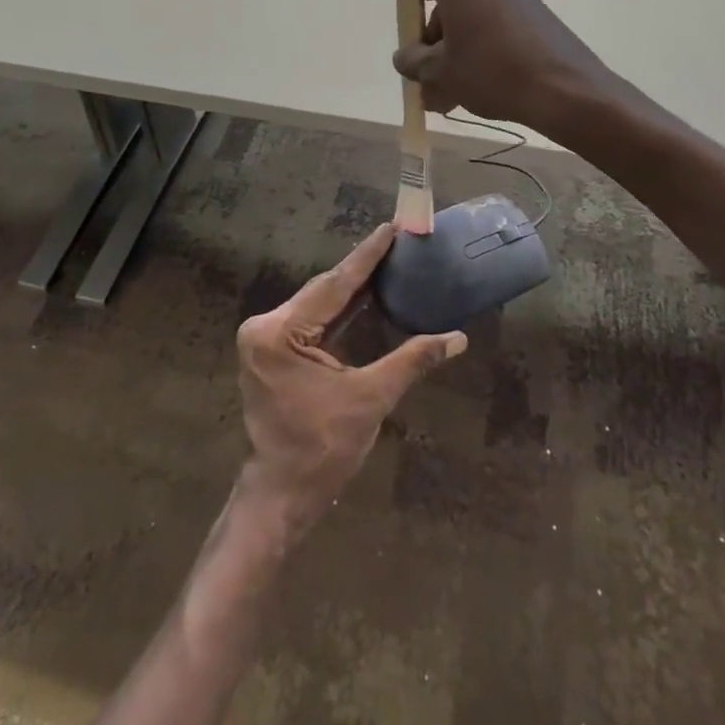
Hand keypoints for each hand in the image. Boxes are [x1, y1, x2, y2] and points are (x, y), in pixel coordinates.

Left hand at [236, 224, 465, 529]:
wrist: (282, 495)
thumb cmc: (322, 450)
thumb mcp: (370, 400)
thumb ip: (411, 360)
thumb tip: (458, 338)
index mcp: (279, 333)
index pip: (333, 285)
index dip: (367, 257)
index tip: (390, 228)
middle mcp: (265, 327)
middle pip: (324, 290)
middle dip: (362, 269)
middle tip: (396, 240)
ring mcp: (266, 338)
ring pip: (319, 303)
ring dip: (352, 288)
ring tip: (387, 259)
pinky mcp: (273, 350)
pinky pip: (313, 320)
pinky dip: (340, 310)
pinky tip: (367, 294)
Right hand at [392, 0, 614, 132]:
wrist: (565, 89)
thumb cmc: (492, 72)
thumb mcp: (440, 72)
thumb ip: (412, 61)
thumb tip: (405, 57)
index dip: (407, 22)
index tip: (413, 55)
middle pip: (445, 6)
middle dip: (433, 46)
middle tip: (430, 82)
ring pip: (470, 20)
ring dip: (455, 54)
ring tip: (451, 97)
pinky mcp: (535, 10)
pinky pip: (494, 25)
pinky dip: (481, 49)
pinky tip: (478, 87)